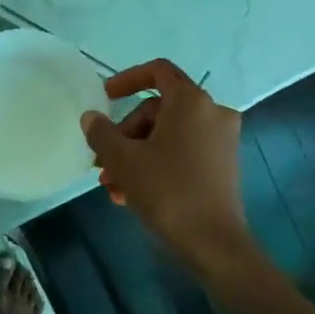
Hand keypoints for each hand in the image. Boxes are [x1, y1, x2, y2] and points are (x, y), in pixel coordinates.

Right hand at [81, 60, 250, 268]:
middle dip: (125, 134)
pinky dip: (156, 164)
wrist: (213, 243)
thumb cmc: (167, 191)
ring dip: (136, 155)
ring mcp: (221, 140)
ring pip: (167, 135)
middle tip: (103, 161)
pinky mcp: (223, 165)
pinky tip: (131, 195)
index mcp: (191, 102)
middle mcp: (212, 113)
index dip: (128, 78)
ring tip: (112, 186)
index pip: (158, 71)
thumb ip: (102, 133)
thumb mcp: (124, 160)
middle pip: (158, 109)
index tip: (106, 97)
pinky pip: (182, 152)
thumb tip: (91, 117)